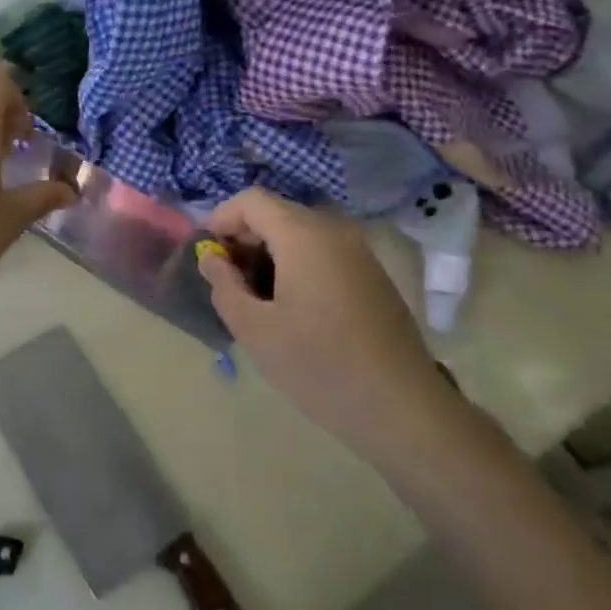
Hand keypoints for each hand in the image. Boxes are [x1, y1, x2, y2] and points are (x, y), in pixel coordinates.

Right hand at [199, 189, 457, 462]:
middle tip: (228, 280)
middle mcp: (334, 231)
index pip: (251, 200)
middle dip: (245, 238)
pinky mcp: (372, 273)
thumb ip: (224, 285)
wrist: (402, 409)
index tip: (208, 255)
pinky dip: (297, 263)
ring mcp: (359, 251)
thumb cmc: (319, 366)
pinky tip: (293, 306)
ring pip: (300, 232)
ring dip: (270, 252)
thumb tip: (211, 258)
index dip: (221, 218)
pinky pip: (323, 250)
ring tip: (257, 297)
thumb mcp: (254, 329)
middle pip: (277, 213)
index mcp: (304, 236)